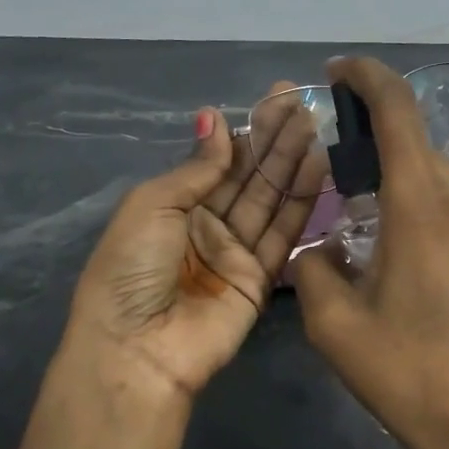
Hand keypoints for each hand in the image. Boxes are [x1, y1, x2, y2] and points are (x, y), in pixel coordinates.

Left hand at [67, 90, 323, 401]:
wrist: (138, 349)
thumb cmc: (131, 270)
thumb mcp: (151, 206)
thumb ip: (195, 167)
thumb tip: (215, 117)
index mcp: (172, 206)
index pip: (217, 161)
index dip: (245, 131)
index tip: (273, 100)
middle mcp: (205, 226)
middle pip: (247, 176)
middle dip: (273, 140)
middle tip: (302, 103)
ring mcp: (234, 253)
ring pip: (268, 200)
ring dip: (291, 163)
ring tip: (315, 126)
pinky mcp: (260, 280)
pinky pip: (282, 234)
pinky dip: (300, 203)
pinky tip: (317, 168)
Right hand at [293, 58, 448, 448]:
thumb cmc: (413, 377)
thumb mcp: (336, 326)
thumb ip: (315, 268)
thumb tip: (322, 248)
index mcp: (423, 203)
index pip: (398, 108)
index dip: (366, 77)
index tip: (337, 72)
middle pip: (413, 147)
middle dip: (370, 146)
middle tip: (331, 176)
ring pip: (433, 184)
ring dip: (394, 190)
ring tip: (360, 234)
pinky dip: (420, 217)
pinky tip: (402, 268)